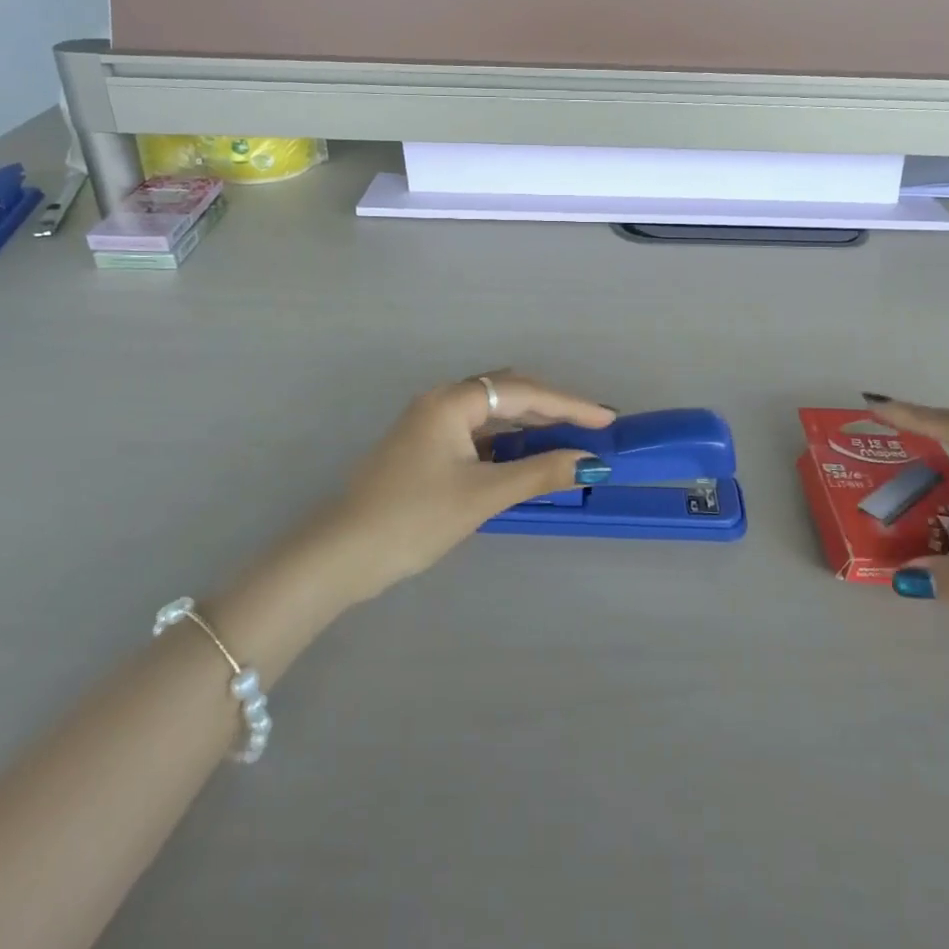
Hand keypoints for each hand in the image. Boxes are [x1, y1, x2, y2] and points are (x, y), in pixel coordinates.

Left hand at [309, 373, 614, 601]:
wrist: (340, 554)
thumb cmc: (413, 519)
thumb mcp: (482, 496)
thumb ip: (539, 473)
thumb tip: (591, 463)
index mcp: (452, 401)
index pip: (524, 393)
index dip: (570, 405)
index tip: (608, 418)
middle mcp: (441, 401)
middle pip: (508, 394)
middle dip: (552, 408)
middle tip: (593, 427)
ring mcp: (429, 423)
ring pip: (492, 414)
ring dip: (530, 425)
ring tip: (569, 439)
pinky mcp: (424, 447)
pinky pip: (477, 433)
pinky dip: (507, 442)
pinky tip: (525, 457)